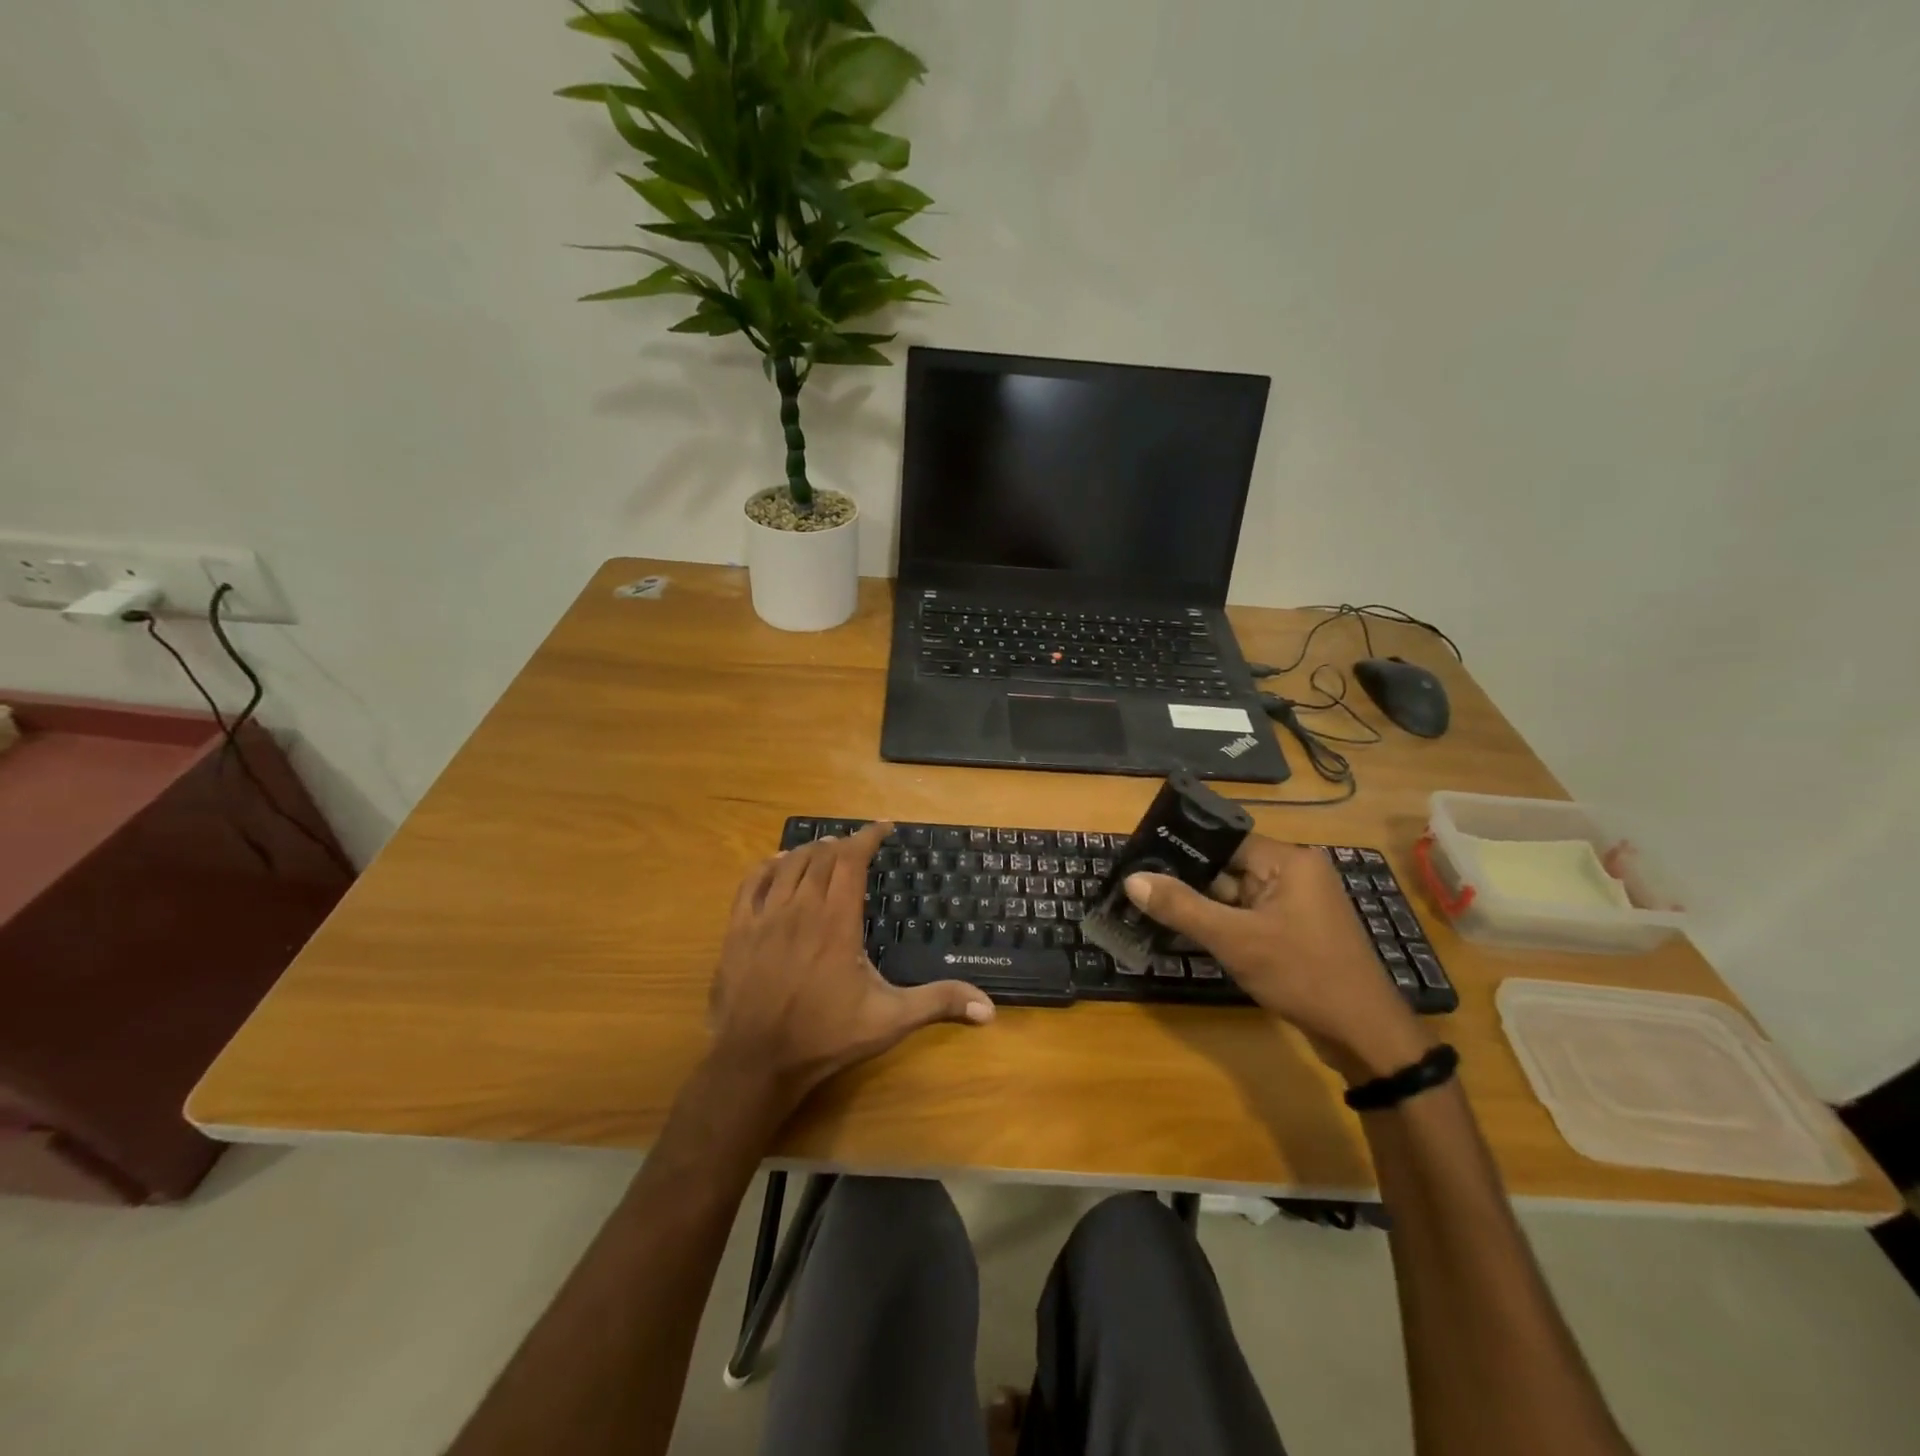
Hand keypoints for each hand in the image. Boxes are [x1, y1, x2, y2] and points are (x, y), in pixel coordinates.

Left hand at [709, 822, 994, 1108]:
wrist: (755, 1062)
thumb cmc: (825, 1037)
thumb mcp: (889, 1020)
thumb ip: (937, 1003)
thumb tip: (989, 1008)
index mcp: (837, 921)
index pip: (852, 860)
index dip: (869, 837)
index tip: (884, 828)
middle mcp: (801, 908)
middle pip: (822, 857)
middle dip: (844, 845)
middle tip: (859, 848)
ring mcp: (765, 916)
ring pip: (789, 864)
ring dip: (811, 851)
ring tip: (826, 850)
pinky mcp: (738, 929)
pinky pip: (752, 881)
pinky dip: (769, 865)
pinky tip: (778, 863)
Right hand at [1124, 836, 1429, 1081]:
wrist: (1365, 1036)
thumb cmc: (1302, 975)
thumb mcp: (1235, 940)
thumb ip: (1181, 907)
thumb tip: (1131, 879)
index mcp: (1289, 861)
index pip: (1225, 840)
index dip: (1183, 849)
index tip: (1141, 857)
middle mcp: (1295, 874)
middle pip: (1228, 868)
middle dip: (1188, 881)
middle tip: (1138, 888)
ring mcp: (1297, 905)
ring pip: (1235, 895)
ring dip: (1203, 907)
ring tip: (1151, 908)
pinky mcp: (1295, 932)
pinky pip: (1249, 917)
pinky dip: (1223, 925)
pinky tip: (1187, 933)